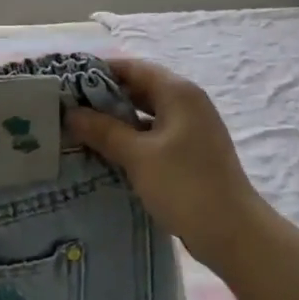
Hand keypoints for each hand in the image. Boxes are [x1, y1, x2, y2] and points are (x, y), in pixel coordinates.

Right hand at [67, 58, 268, 268]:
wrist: (232, 232)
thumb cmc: (185, 185)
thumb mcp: (138, 155)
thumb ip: (103, 130)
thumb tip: (71, 113)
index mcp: (178, 93)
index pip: (133, 68)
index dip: (99, 71)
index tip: (67, 81)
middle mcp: (187, 103)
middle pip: (140, 89)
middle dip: (104, 97)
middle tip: (67, 108)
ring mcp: (191, 129)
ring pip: (146, 114)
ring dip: (116, 121)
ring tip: (80, 130)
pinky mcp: (190, 153)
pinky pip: (154, 135)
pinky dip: (131, 139)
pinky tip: (106, 153)